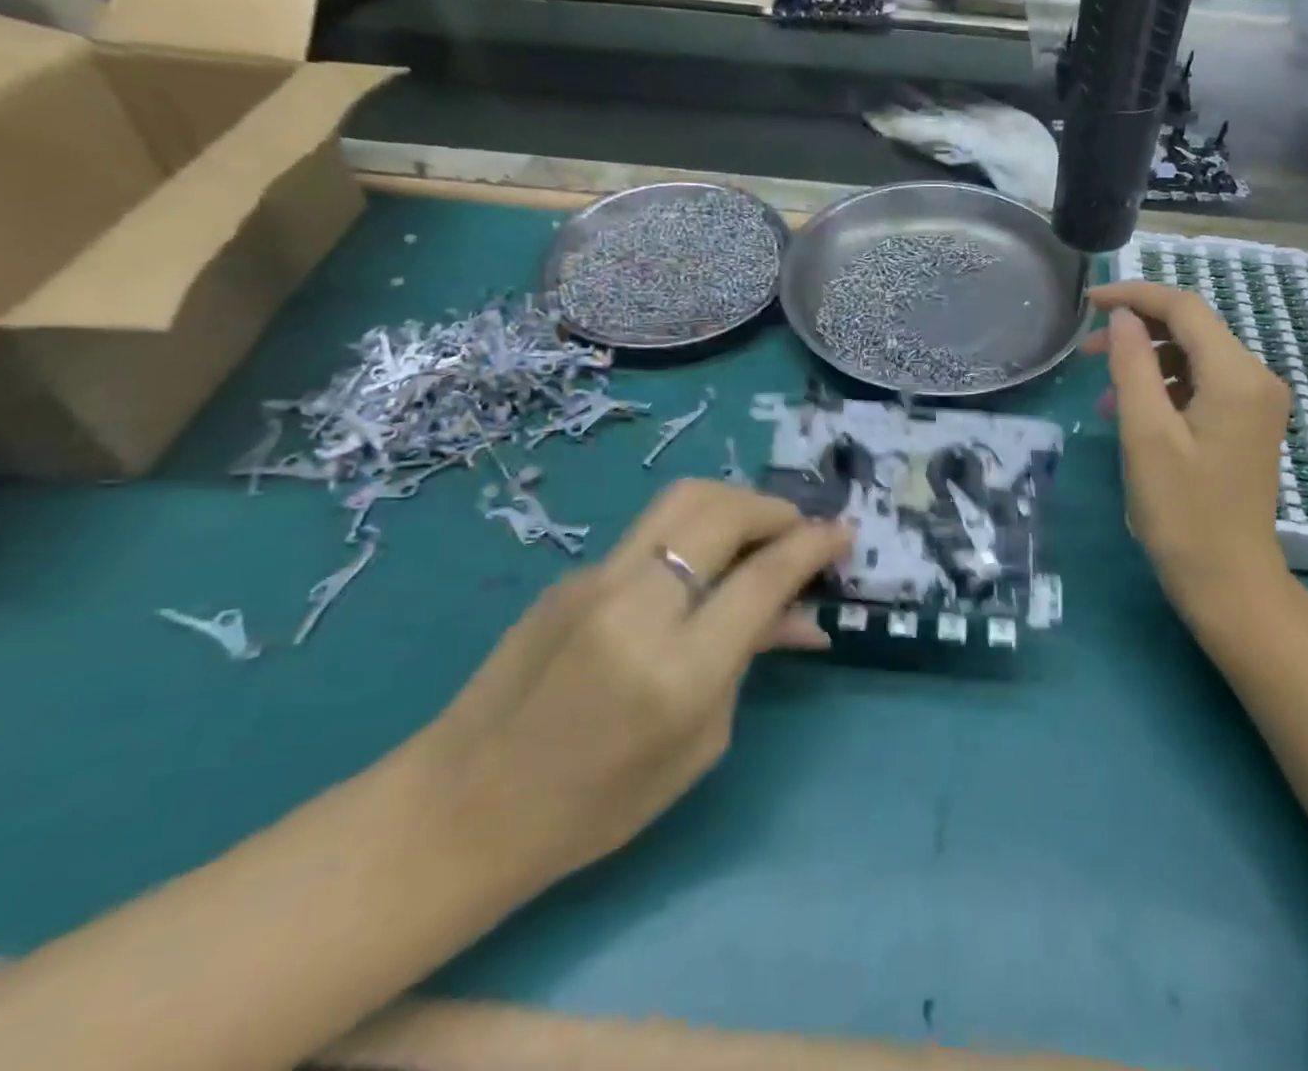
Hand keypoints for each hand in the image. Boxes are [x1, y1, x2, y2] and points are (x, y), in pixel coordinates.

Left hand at [405, 480, 850, 896]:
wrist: (462, 808)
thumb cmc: (597, 804)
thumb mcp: (699, 743)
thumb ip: (751, 660)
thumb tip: (804, 615)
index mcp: (678, 669)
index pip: (764, 576)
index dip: (814, 545)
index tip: (844, 533)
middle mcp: (638, 606)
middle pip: (724, 511)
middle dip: (778, 510)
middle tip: (802, 532)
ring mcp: (597, 580)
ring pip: (685, 499)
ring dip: (738, 503)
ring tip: (762, 531)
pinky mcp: (573, 573)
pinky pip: (653, 530)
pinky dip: (698, 530)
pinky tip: (704, 564)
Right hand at [1083, 281, 1290, 626]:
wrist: (1228, 580)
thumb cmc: (1182, 511)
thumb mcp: (1146, 434)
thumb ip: (1133, 365)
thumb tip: (1124, 316)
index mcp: (1238, 376)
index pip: (1185, 308)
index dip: (1135, 296)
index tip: (1089, 302)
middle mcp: (1257, 378)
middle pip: (1193, 329)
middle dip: (1138, 331)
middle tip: (1087, 352)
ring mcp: (1257, 402)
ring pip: (1195, 357)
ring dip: (1147, 363)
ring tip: (1104, 394)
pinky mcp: (1247, 423)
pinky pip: (1203, 385)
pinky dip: (1165, 388)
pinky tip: (1132, 414)